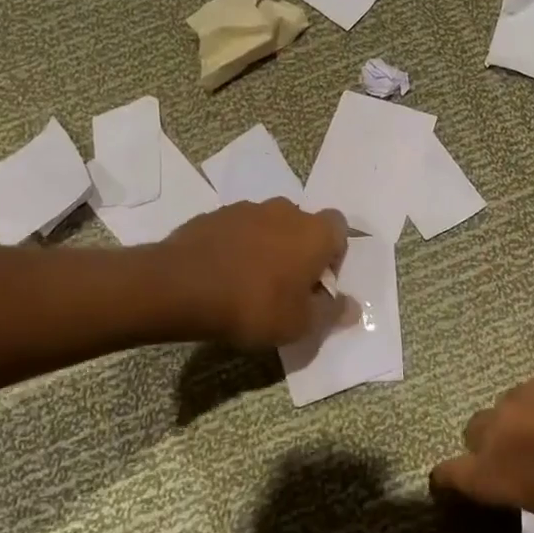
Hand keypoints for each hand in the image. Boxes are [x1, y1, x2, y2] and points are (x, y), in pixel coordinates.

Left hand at [159, 201, 348, 349]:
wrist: (181, 286)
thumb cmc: (253, 305)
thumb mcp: (299, 324)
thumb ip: (330, 313)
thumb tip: (351, 307)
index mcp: (314, 232)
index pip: (340, 229)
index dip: (334, 255)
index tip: (319, 283)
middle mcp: (285, 210)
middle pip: (302, 226)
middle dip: (299, 251)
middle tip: (286, 286)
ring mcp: (246, 209)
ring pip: (268, 226)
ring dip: (266, 247)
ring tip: (250, 283)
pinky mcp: (213, 215)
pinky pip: (236, 230)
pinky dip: (236, 247)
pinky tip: (223, 276)